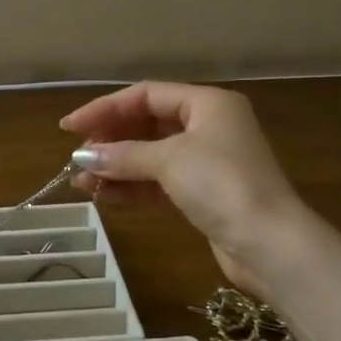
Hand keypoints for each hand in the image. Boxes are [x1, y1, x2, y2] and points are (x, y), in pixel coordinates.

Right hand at [61, 83, 306, 295]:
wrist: (270, 245)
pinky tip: (104, 196)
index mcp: (208, 104)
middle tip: (78, 158)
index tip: (70, 128)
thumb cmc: (222, 185)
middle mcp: (209, 126)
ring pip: (151, 156)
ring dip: (117, 167)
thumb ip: (123, 154)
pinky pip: (159, 183)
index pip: (146, 95)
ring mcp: (208, 162)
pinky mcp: (204, 195)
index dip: (105, 108)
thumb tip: (83, 156)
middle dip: (111, 141)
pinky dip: (133, 187)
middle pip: (147, 124)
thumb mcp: (169, 160)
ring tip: (82, 182)